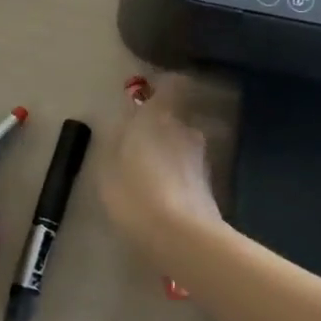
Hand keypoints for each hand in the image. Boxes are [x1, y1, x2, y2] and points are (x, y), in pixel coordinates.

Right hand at [98, 75, 224, 268]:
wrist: (181, 236)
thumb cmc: (134, 194)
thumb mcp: (108, 169)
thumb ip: (118, 142)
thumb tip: (127, 127)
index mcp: (159, 117)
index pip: (174, 84)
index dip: (165, 88)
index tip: (150, 96)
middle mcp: (185, 129)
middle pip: (177, 119)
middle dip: (162, 129)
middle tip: (141, 149)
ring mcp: (202, 157)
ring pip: (184, 146)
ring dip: (172, 156)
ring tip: (151, 180)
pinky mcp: (212, 185)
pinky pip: (190, 172)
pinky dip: (180, 178)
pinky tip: (164, 200)